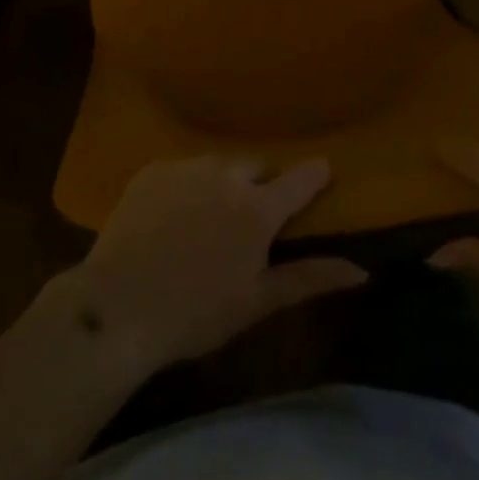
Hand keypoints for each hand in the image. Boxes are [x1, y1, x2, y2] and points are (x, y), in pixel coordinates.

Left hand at [70, 157, 366, 370]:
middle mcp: (226, 174)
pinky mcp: (153, 169)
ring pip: (218, 165)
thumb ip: (308, 278)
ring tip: (207, 218)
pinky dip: (187, 185)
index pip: (300, 178)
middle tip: (249, 219)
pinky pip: (183, 169)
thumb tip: (360, 269)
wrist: (117, 307)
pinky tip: (172, 217)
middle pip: (257, 166)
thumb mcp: (256, 302)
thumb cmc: (195, 314)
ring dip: (223, 183)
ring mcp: (186, 167)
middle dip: (261, 185)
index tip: (322, 172)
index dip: (314, 174)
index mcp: (257, 209)